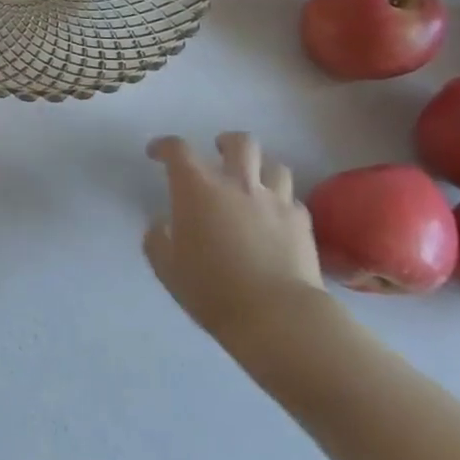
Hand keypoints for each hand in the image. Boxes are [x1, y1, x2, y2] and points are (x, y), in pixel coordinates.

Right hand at [144, 132, 324, 356]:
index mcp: (197, 189)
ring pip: (275, 165)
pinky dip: (282, 202)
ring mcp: (275, 201)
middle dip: (226, 142)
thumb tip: (162, 224)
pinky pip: (293, 200)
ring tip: (253, 184)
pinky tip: (276, 218)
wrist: (277, 317)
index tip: (156, 154)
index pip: (177, 150)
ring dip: (261, 169)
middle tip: (219, 154)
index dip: (164, 146)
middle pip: (239, 142)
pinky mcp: (302, 223)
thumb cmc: (212, 290)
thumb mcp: (167, 268)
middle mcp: (237, 184)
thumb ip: (158, 239)